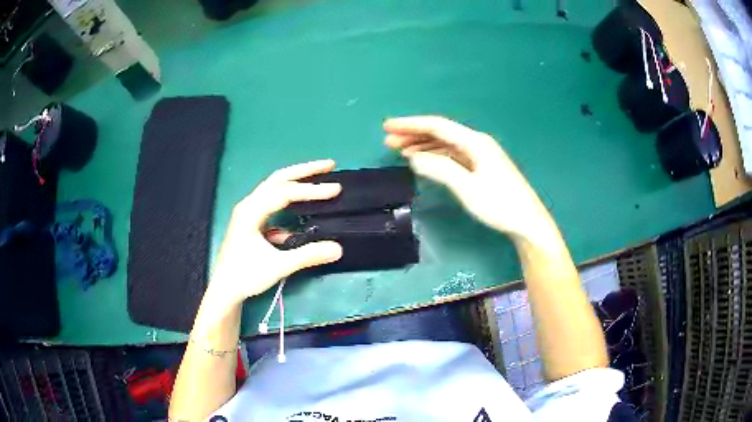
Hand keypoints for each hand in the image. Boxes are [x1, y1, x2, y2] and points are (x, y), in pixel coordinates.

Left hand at [208, 160, 343, 305]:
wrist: (225, 290)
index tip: (335, 189)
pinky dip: (290, 201)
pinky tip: (302, 211)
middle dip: (304, 171)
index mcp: (251, 210)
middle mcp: (249, 205)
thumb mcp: (278, 266)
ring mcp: (249, 212)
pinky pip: (273, 204)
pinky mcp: (252, 221)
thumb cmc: (246, 276)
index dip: (311, 189)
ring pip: (275, 189)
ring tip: (319, 178)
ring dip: (297, 183)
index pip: (285, 192)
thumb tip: (338, 248)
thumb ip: (307, 255)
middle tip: (329, 165)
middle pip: (278, 179)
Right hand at [384, 116, 547, 240]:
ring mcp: (480, 155)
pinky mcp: (481, 168)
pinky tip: (424, 161)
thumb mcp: (468, 188)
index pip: (437, 126)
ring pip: (445, 144)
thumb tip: (415, 157)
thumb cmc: (499, 205)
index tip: (388, 127)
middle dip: (413, 134)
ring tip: (400, 150)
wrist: (527, 222)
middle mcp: (477, 143)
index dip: (411, 125)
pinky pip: (452, 156)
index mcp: (475, 142)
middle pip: (440, 133)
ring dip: (422, 145)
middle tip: (388, 140)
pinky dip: (435, 156)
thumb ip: (440, 170)